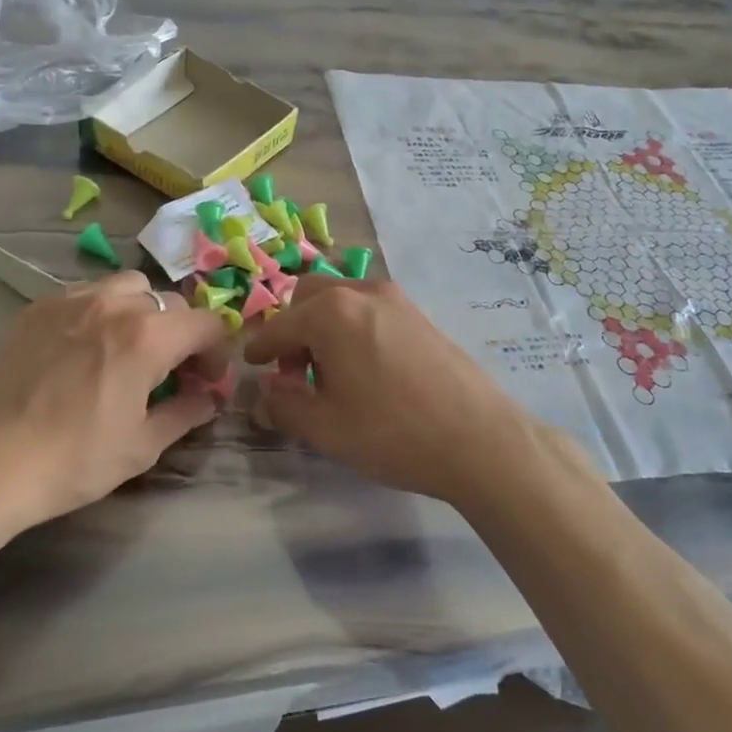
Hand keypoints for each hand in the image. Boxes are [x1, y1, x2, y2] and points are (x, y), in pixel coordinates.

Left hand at [0, 272, 228, 549]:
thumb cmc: (72, 460)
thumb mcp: (141, 447)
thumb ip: (185, 414)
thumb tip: (208, 399)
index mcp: (148, 336)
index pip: (207, 323)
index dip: (217, 352)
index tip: (207, 381)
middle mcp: (114, 303)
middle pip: (170, 303)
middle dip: (182, 334)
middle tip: (172, 372)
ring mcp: (72, 299)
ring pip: (128, 287)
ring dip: (143, 313)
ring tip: (129, 350)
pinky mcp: (37, 307)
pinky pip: (87, 293)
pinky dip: (102, 311)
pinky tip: (86, 347)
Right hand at [242, 278, 562, 508]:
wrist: (480, 439)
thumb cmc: (392, 432)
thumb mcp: (325, 428)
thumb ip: (284, 406)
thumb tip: (265, 393)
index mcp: (331, 313)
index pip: (279, 326)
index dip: (260, 348)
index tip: (251, 365)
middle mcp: (362, 292)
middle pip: (309, 297)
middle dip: (293, 330)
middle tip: (296, 374)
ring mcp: (396, 300)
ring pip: (342, 299)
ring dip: (323, 326)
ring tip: (331, 374)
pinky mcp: (420, 315)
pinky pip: (370, 309)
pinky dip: (352, 327)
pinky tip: (365, 369)